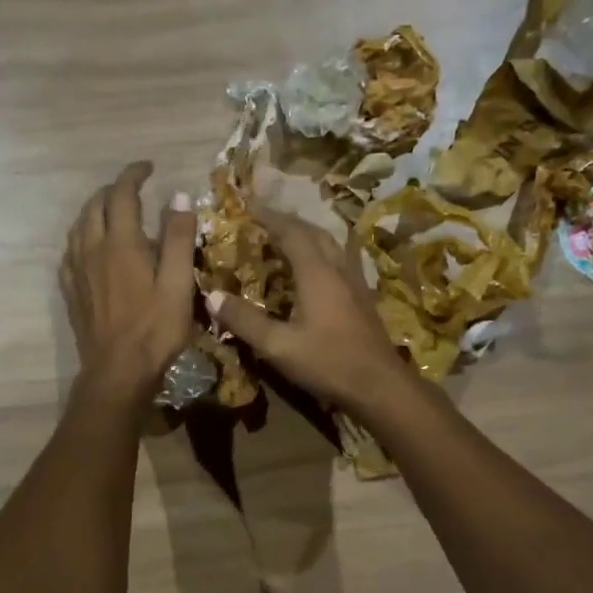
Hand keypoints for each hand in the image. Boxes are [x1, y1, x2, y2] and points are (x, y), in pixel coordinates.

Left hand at [61, 161, 195, 404]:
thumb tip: (179, 196)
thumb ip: (179, 238)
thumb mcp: (179, 284)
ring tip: (112, 212)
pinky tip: (91, 247)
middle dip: (113, 190)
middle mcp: (92, 249)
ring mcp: (77, 271)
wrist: (117, 371)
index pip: (122, 194)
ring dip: (94, 210)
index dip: (133, 175)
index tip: (148, 167)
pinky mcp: (71, 292)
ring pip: (78, 226)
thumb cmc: (155, 329)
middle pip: (94, 205)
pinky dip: (82, 237)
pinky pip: (70, 251)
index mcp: (121, 243)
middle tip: (134, 190)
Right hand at [209, 207, 415, 414]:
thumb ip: (245, 321)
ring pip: (332, 245)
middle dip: (288, 221)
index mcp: (317, 274)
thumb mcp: (279, 346)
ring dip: (308, 235)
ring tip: (287, 239)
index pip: (291, 232)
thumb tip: (212, 296)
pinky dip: (322, 254)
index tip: (248, 205)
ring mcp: (355, 283)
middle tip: (265, 220)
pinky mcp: (363, 299)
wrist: (380, 386)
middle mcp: (338, 270)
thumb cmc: (328, 363)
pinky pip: (340, 262)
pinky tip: (316, 271)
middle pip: (315, 232)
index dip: (269, 216)